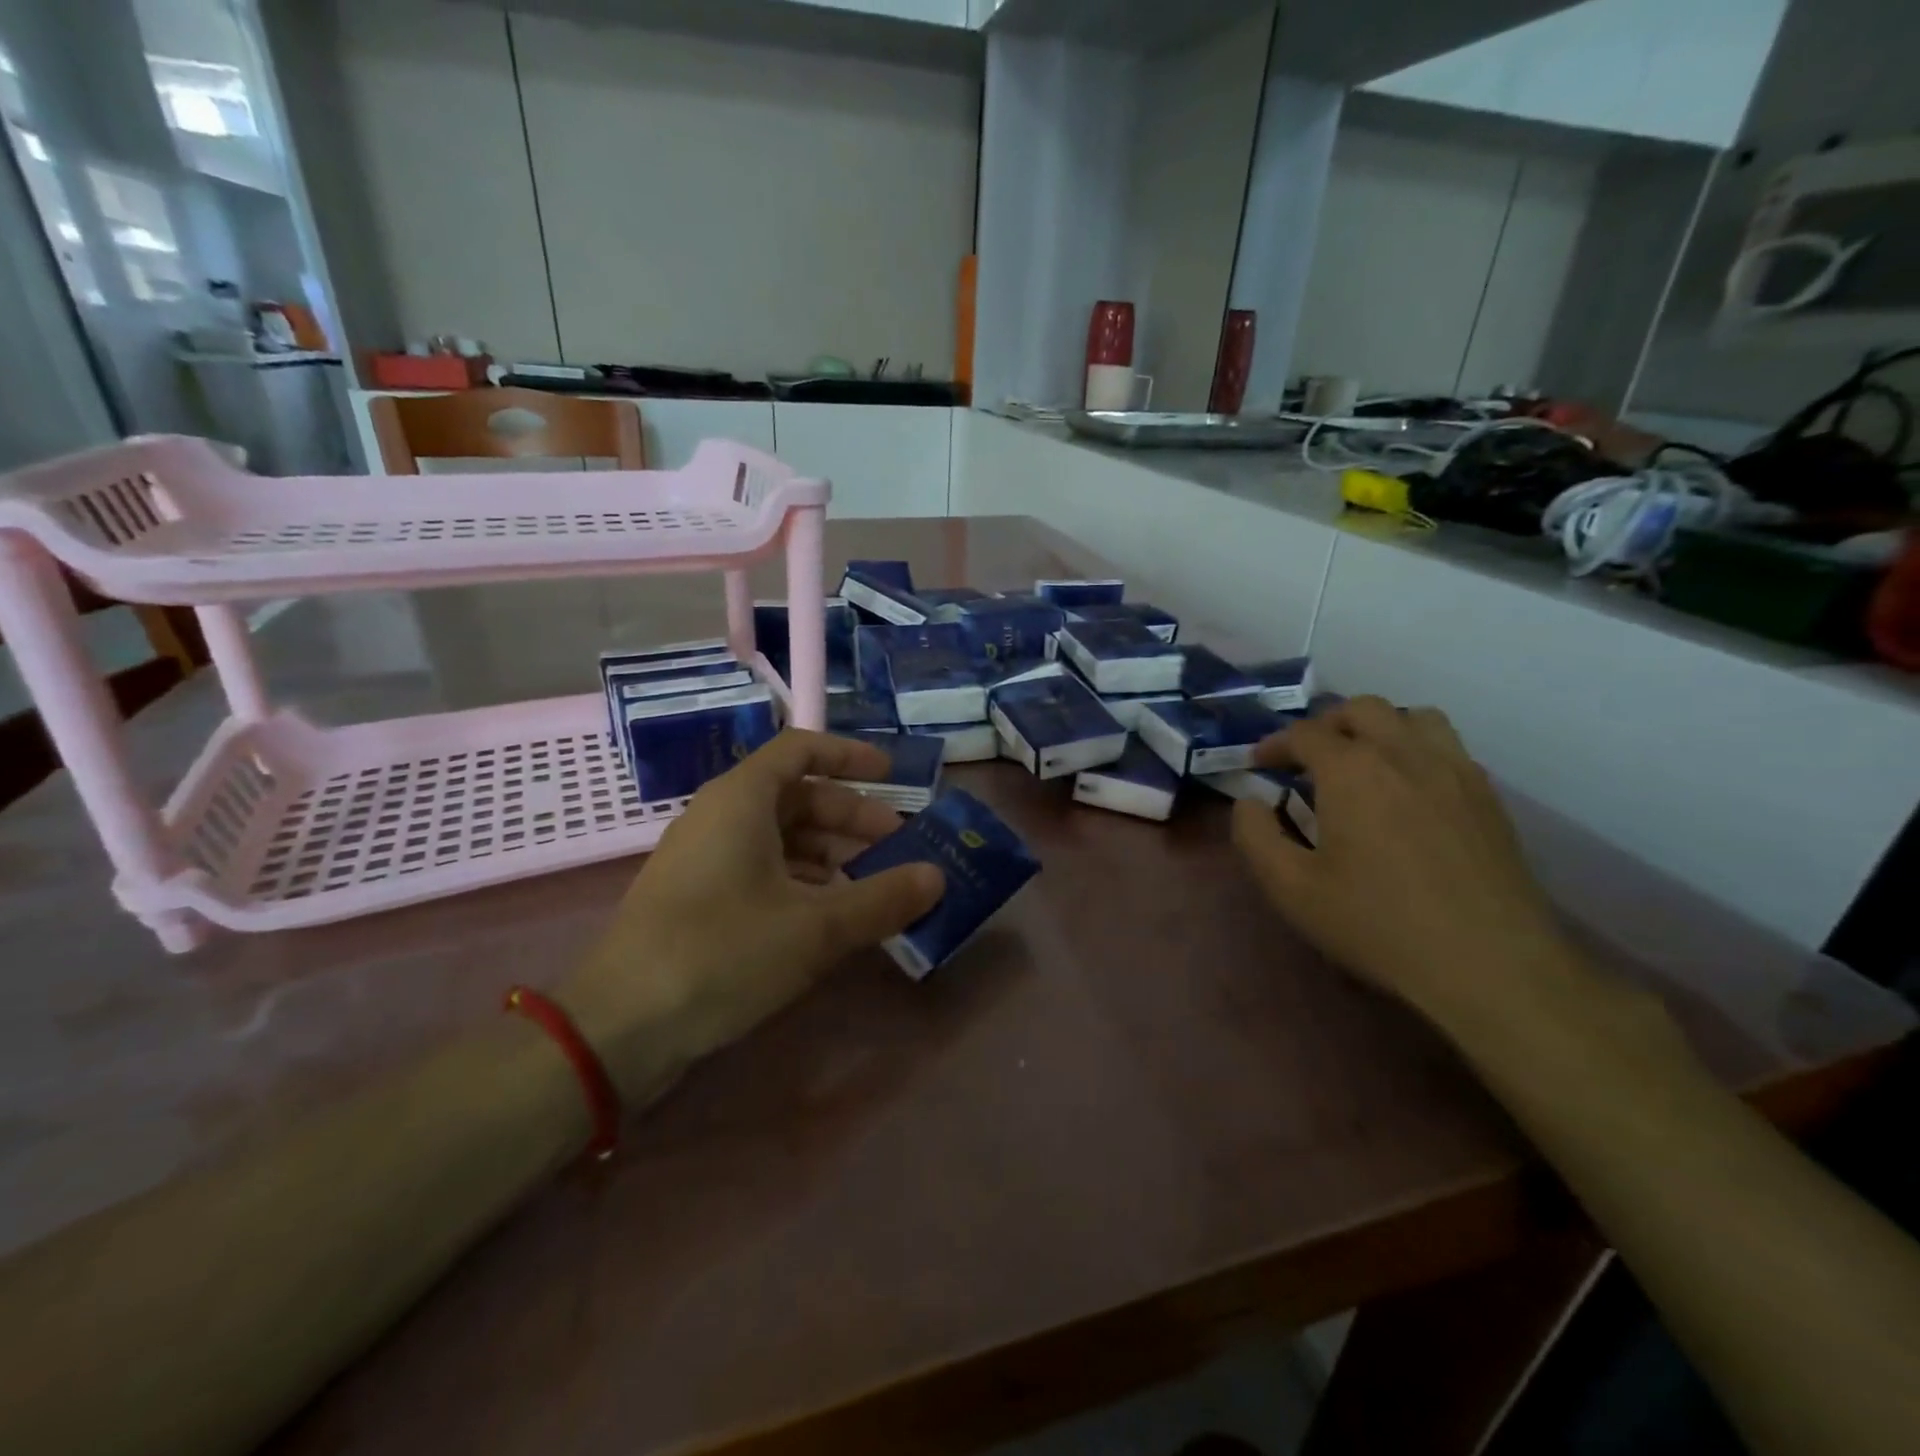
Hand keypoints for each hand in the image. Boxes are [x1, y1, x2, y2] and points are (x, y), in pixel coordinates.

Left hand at [559, 731, 944, 1101]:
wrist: (616, 1029)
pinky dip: (802, 884)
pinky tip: (829, 920)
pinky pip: (761, 872)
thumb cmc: (721, 953)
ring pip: (781, 839)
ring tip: (872, 890)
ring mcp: (703, 861)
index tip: (892, 775)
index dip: (850, 757)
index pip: (801, 749)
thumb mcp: (815, 927)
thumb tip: (937, 877)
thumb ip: (882, 899)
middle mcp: (719, 818)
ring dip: (831, 856)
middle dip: (852, 818)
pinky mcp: (697, 901)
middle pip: (798, 797)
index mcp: (741, 799)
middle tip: (898, 850)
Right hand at [1230, 696, 1576, 1032]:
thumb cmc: (1377, 923)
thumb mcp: (1291, 888)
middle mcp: (1404, 754)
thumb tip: (1249, 802)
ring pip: (1415, 717)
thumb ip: (1255, 836)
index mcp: (1351, 770)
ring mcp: (1454, 771)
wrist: (1489, 965)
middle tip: (1308, 758)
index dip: (1275, 744)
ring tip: (1363, 762)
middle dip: (1327, 725)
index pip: (1305, 734)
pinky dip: (1417, 751)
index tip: (1259, 764)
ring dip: (1380, 728)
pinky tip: (1409, 792)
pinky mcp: (1488, 798)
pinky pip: (1449, 749)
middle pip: (1362, 709)